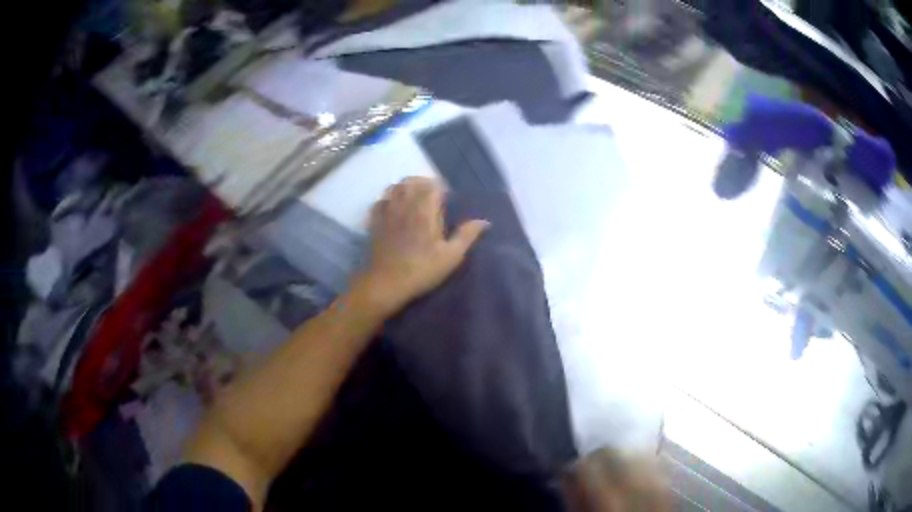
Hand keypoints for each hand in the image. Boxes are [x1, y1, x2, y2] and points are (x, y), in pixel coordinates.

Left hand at [354, 177, 488, 315]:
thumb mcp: (451, 256)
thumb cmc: (422, 270)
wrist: (387, 283)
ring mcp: (387, 212)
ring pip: (395, 187)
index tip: (447, 197)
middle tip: (432, 194)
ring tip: (413, 196)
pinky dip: (388, 198)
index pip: (433, 186)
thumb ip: (467, 235)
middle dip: (423, 183)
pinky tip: (393, 207)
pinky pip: (380, 201)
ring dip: (406, 187)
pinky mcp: (375, 221)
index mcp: (425, 210)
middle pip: (412, 181)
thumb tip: (485, 221)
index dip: (441, 188)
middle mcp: (405, 205)